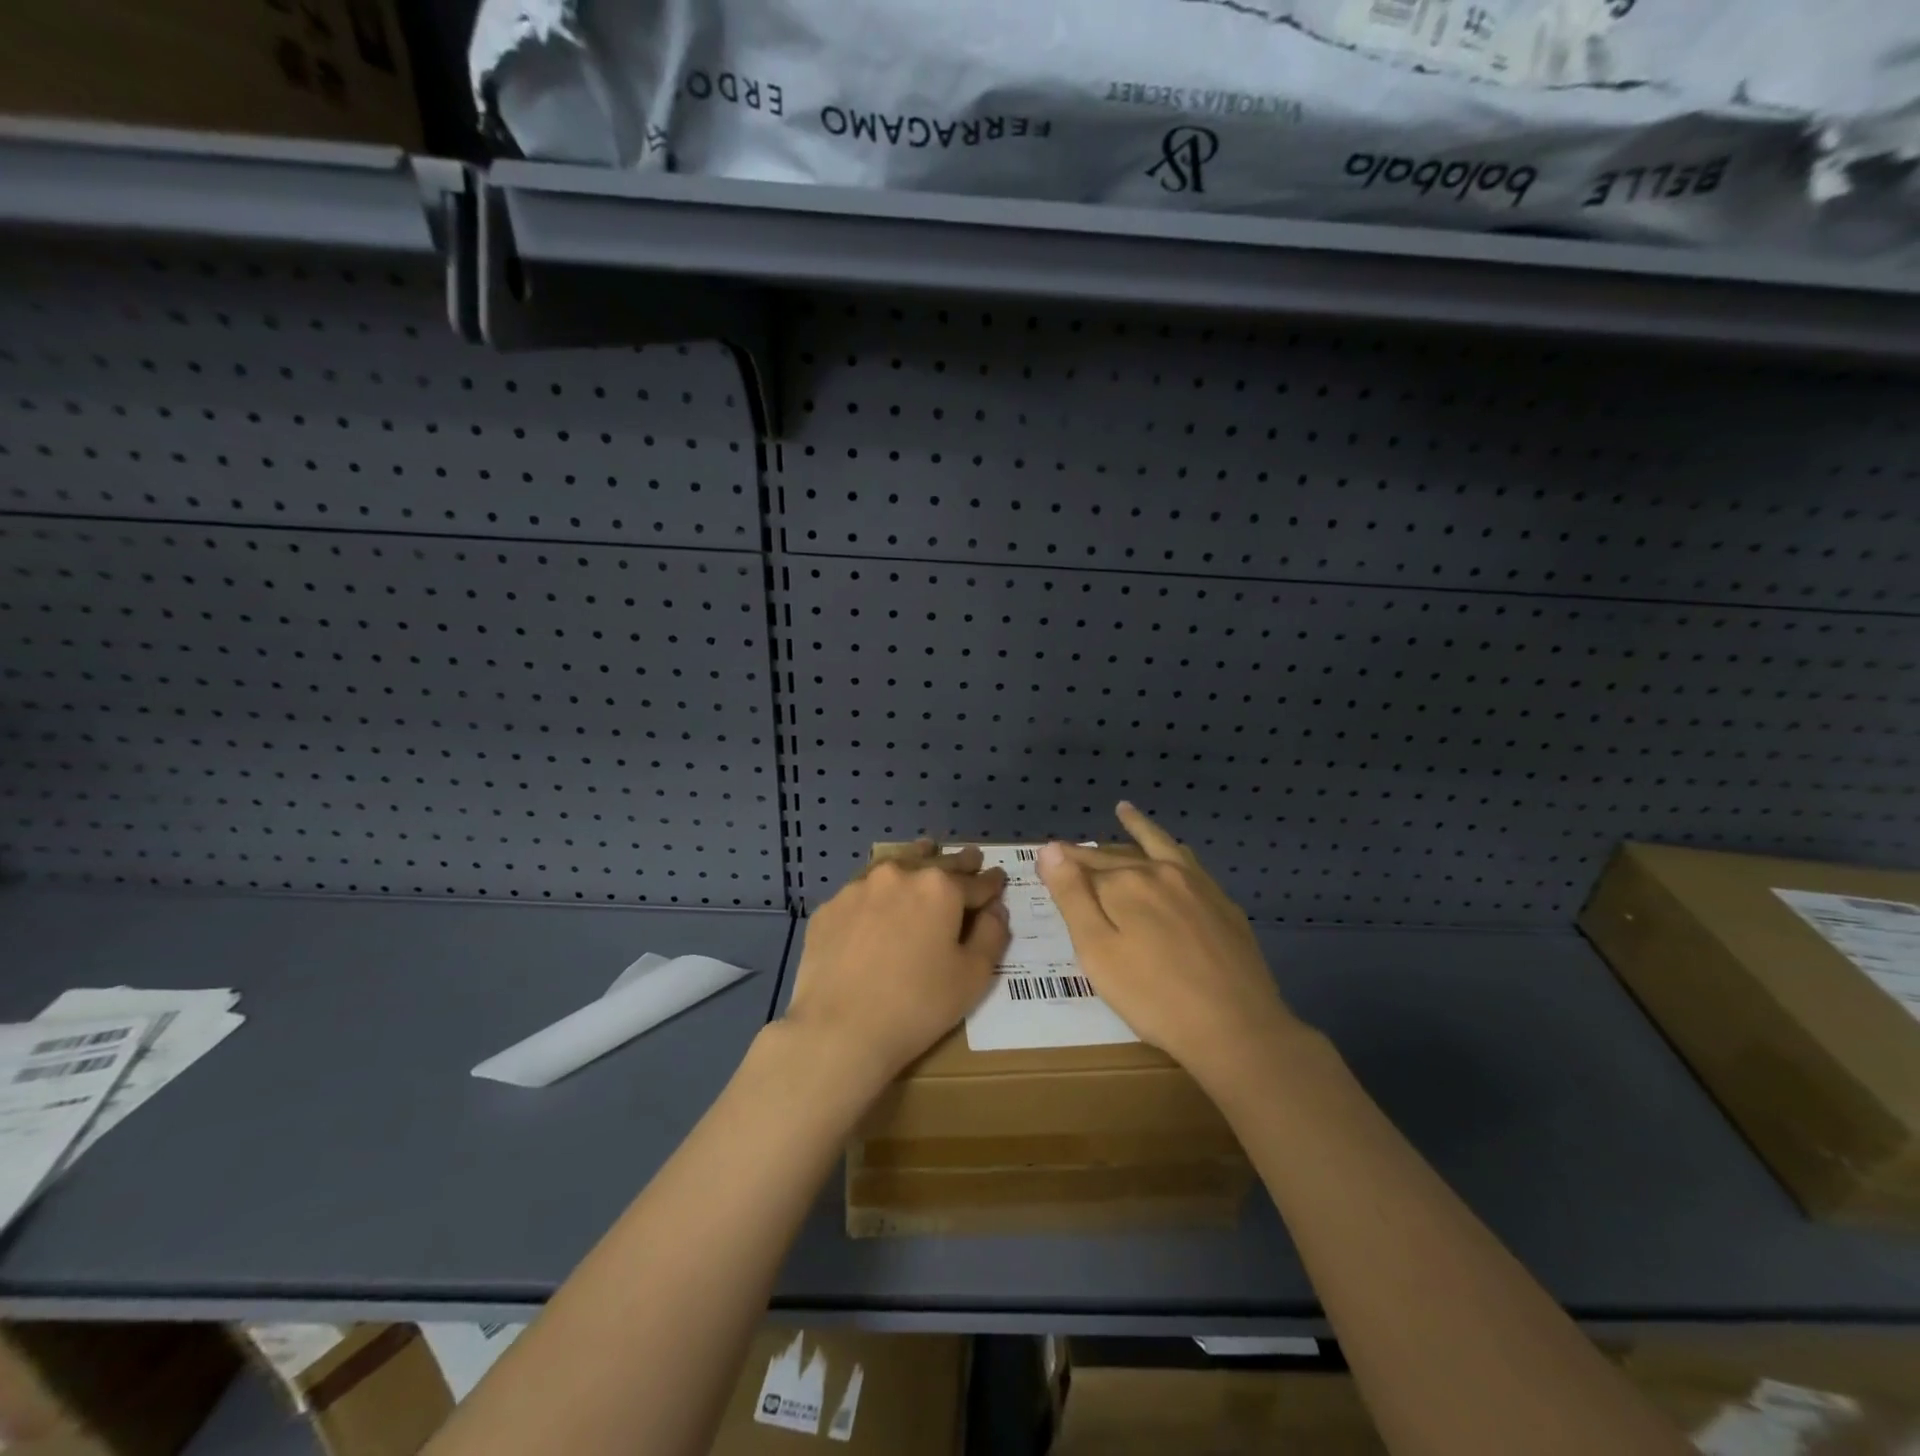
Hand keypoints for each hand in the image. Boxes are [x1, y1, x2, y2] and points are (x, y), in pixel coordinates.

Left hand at [783, 842, 1010, 1089]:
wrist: (839, 1029)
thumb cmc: (917, 1005)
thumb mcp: (973, 976)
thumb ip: (992, 935)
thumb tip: (996, 909)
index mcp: (940, 888)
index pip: (976, 882)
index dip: (992, 882)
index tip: (999, 878)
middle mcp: (900, 874)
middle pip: (936, 863)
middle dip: (958, 863)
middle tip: (971, 858)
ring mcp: (859, 887)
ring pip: (896, 864)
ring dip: (916, 860)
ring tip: (926, 854)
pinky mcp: (830, 907)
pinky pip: (863, 891)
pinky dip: (878, 891)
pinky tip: (879, 900)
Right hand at [1038, 803, 1296, 1079]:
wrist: (1237, 1028)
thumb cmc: (1154, 997)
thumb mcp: (1097, 952)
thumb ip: (1072, 897)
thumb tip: (1051, 849)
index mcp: (1125, 883)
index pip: (1083, 866)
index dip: (1061, 866)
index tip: (1042, 861)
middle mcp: (1160, 872)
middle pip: (1116, 857)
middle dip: (1089, 854)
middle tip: (1068, 850)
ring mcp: (1196, 884)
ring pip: (1158, 846)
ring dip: (1138, 828)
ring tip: (1124, 811)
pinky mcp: (1221, 903)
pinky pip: (1189, 862)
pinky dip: (1173, 849)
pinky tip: (1175, 854)